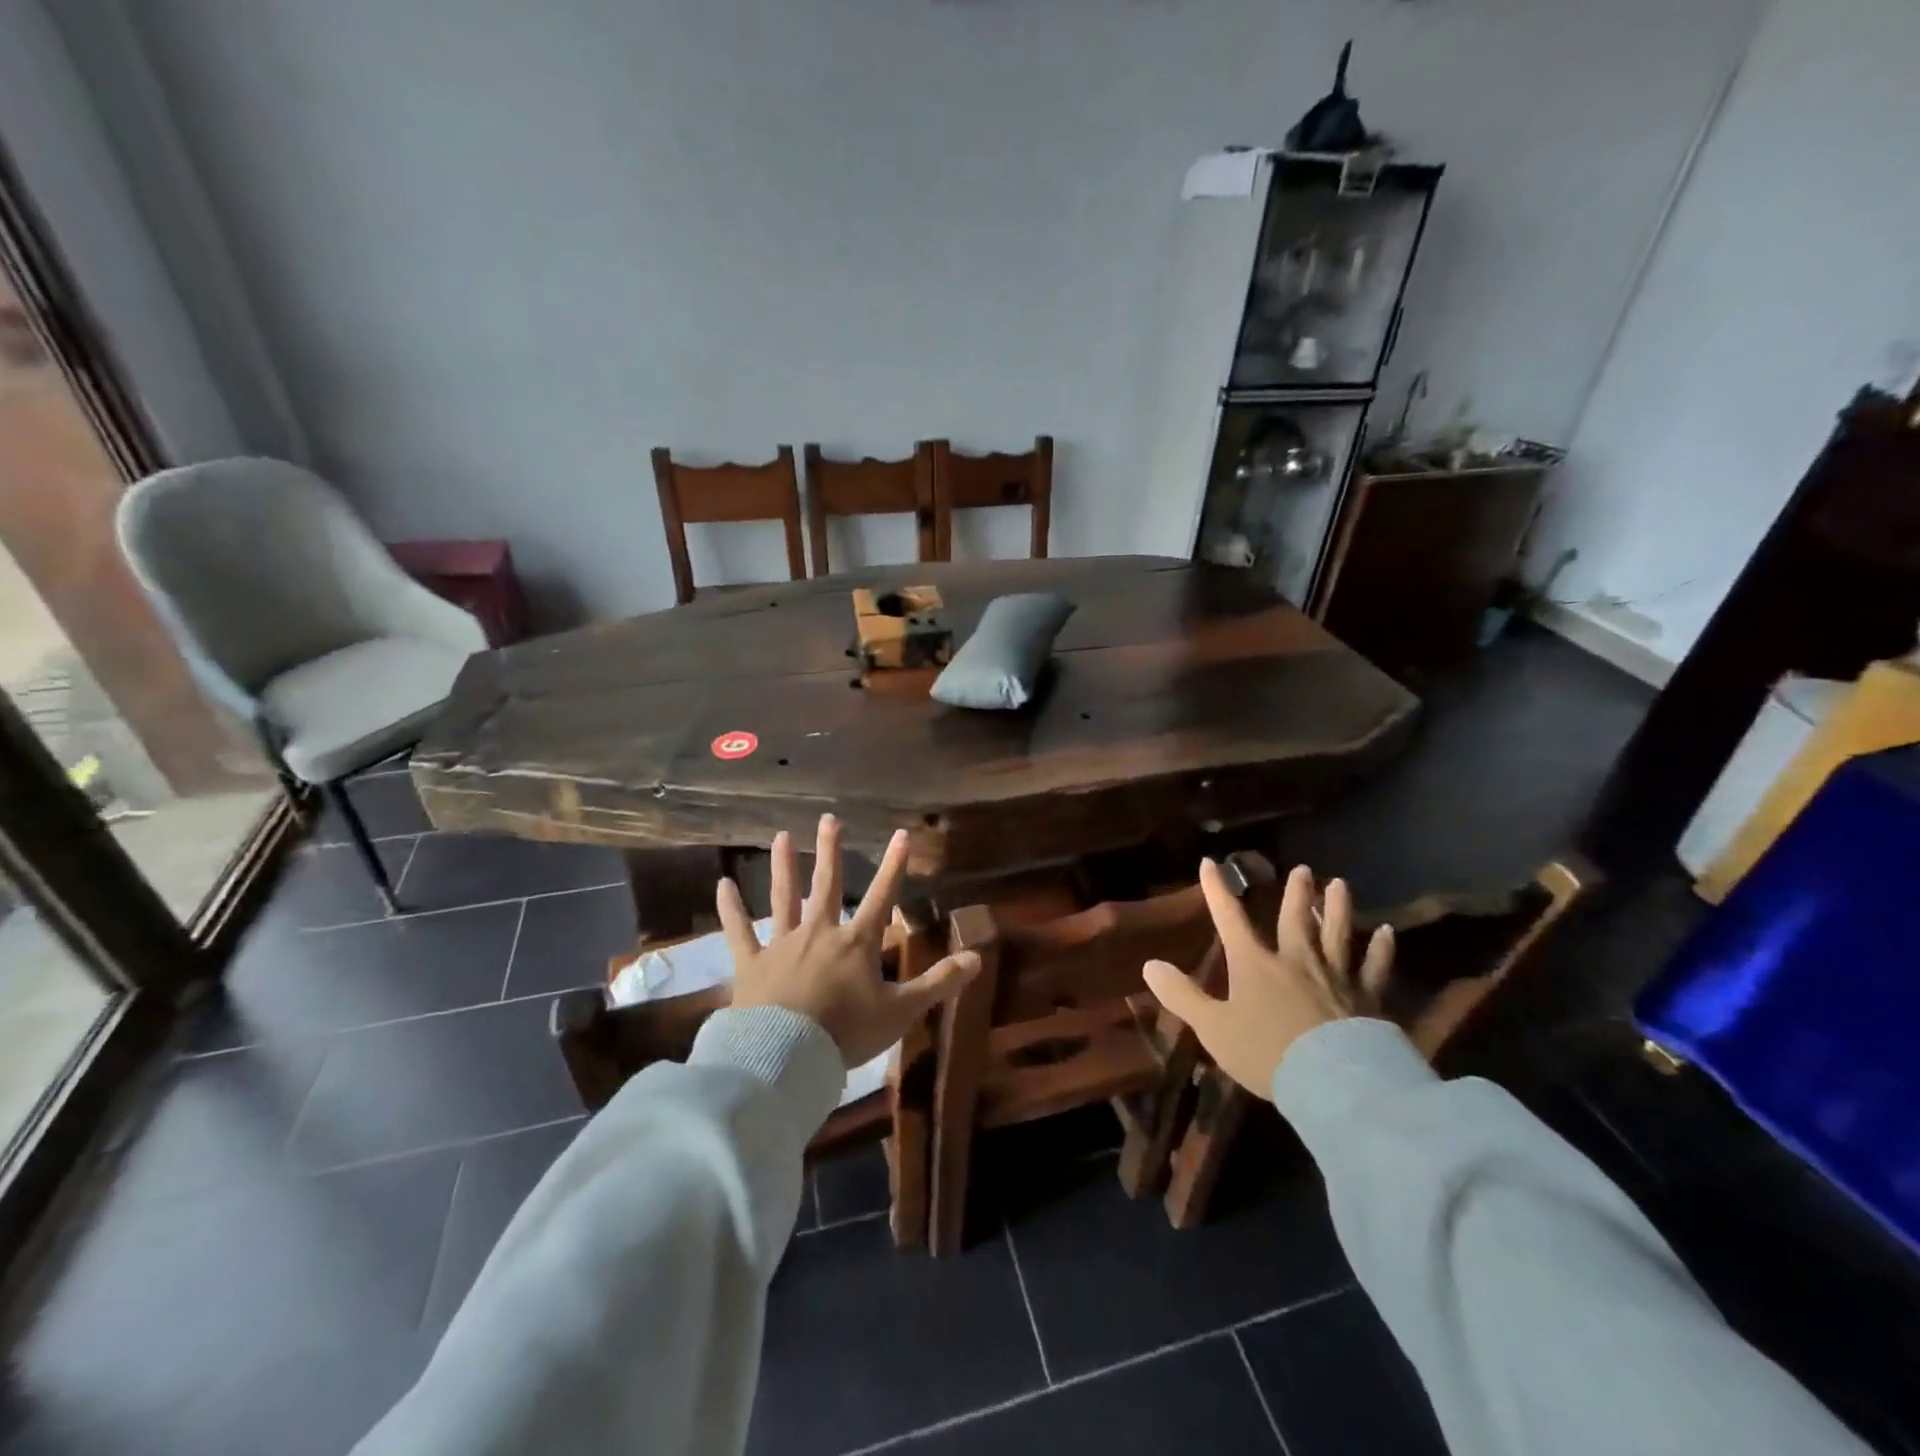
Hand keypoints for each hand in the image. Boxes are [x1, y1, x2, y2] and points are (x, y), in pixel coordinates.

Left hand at [719, 814, 979, 1066]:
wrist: (785, 1057)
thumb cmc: (846, 1033)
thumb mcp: (901, 1011)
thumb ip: (938, 983)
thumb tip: (978, 958)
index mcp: (856, 943)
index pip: (883, 896)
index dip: (894, 865)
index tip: (901, 834)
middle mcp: (820, 932)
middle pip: (828, 884)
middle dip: (831, 851)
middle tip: (828, 818)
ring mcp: (783, 944)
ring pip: (784, 897)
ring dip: (784, 866)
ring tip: (782, 836)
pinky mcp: (751, 963)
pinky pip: (739, 931)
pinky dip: (730, 909)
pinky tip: (722, 885)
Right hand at [1142, 861, 1394, 1097]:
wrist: (1333, 1083)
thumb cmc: (1266, 1053)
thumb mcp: (1213, 1028)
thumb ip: (1181, 995)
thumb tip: (1149, 965)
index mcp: (1255, 964)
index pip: (1230, 919)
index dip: (1218, 890)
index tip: (1211, 863)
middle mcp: (1295, 960)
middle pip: (1294, 919)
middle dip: (1295, 893)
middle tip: (1302, 869)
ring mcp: (1335, 977)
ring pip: (1336, 934)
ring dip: (1337, 908)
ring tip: (1340, 884)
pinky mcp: (1367, 999)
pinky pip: (1374, 968)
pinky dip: (1381, 949)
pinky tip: (1387, 932)